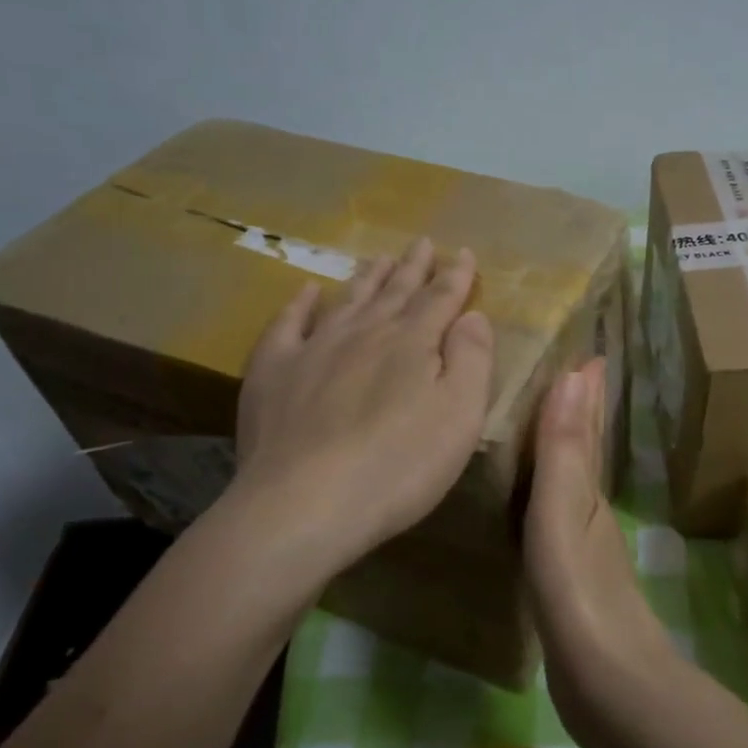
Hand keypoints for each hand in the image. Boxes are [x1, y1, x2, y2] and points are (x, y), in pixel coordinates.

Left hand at [226, 237, 494, 578]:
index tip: (463, 253)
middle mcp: (364, 333)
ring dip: (368, 278)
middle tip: (422, 243)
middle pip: (395, 292)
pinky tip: (308, 292)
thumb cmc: (399, 465)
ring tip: (380, 258)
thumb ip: (472, 359)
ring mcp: (314, 348)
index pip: (440, 299)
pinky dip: (301, 305)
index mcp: (413, 343)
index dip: (455, 276)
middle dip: (413, 268)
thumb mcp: (460, 416)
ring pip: (348, 300)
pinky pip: (288, 325)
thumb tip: (473, 315)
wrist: (304, 503)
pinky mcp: (274, 372)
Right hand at [524, 357, 680, 739]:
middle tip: (564, 375)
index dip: (585, 390)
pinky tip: (532, 502)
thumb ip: (565, 450)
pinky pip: (553, 516)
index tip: (582, 351)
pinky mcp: (567, 578)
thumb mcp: (564, 513)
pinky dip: (547, 493)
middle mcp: (589, 509)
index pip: (588, 424)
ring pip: (571, 479)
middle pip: (585, 448)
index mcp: (588, 489)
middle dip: (579, 412)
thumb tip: (577, 374)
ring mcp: (581, 546)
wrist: (611, 688)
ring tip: (540, 424)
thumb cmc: (580, 594)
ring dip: (562, 448)